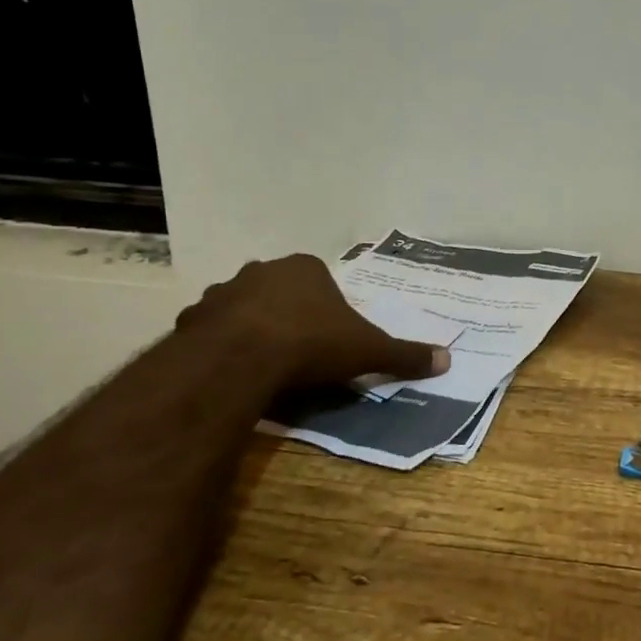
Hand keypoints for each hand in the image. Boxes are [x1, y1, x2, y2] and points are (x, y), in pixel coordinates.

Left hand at [178, 254, 450, 390]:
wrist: (242, 358)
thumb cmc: (312, 343)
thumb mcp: (368, 350)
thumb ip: (404, 354)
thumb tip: (447, 359)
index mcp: (305, 269)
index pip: (319, 280)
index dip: (326, 308)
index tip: (330, 337)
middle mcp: (262, 270)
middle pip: (280, 291)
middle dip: (288, 314)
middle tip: (299, 350)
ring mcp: (223, 292)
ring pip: (243, 308)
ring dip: (251, 328)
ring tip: (263, 363)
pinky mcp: (192, 319)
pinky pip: (211, 331)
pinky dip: (221, 346)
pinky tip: (232, 371)